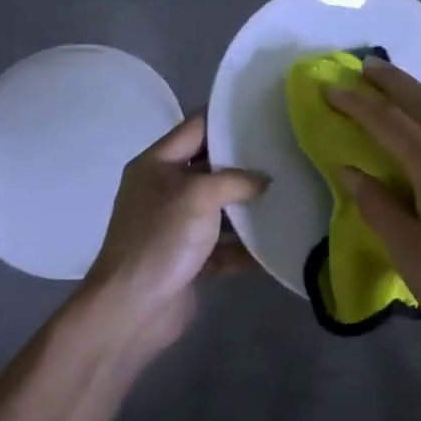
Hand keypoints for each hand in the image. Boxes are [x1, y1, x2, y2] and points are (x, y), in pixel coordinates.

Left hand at [78, 115, 267, 355]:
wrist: (131, 309)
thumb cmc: (160, 239)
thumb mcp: (198, 195)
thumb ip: (234, 180)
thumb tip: (264, 180)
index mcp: (156, 165)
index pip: (195, 128)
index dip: (226, 118)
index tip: (262, 111)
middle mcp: (164, 191)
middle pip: (210, 168)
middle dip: (245, 164)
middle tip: (284, 152)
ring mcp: (176, 227)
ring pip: (220, 209)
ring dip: (248, 208)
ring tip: (288, 194)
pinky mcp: (189, 260)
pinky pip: (223, 247)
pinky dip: (245, 248)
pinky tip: (276, 244)